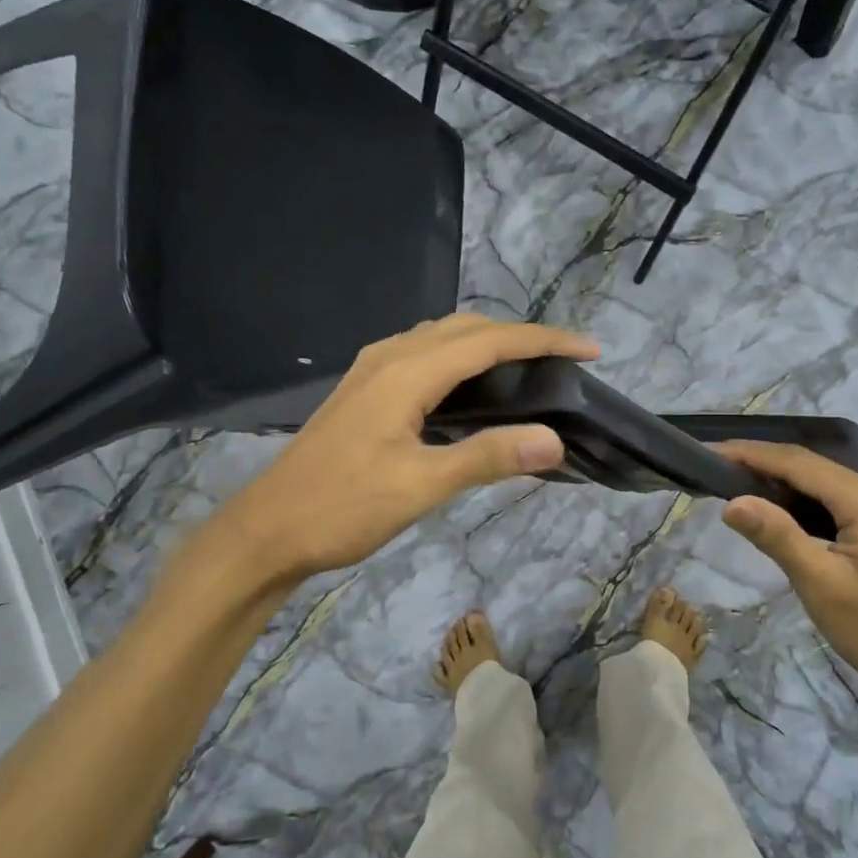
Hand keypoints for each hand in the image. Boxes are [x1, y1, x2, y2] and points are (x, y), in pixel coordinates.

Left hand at [218, 315, 599, 580]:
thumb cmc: (342, 508)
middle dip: (519, 335)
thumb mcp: (420, 486)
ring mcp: (371, 371)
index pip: (489, 340)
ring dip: (487, 342)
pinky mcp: (363, 390)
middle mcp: (389, 357)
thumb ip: (487, 457)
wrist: (267, 530)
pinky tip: (469, 389)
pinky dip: (459, 358)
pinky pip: (422, 355)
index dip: (543, 340)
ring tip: (527, 368)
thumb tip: (553, 439)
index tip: (589, 349)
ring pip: (441, 337)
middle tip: (563, 361)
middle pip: (465, 327)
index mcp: (406, 373)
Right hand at [716, 441, 857, 711]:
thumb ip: (778, 537)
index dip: (750, 453)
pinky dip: (799, 500)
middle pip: (810, 466)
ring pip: (821, 483)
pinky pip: (834, 501)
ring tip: (731, 484)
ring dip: (778, 481)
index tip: (707, 451)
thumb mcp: (822, 586)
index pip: (797, 462)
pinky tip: (775, 510)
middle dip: (760, 463)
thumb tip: (731, 502)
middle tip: (711, 468)